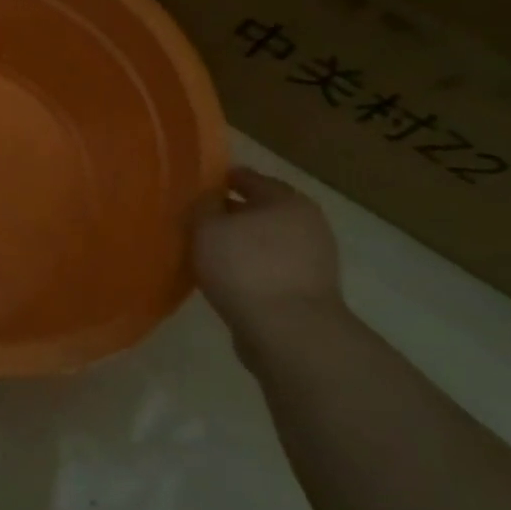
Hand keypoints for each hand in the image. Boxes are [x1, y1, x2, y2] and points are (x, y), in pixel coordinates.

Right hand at [193, 167, 343, 337]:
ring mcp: (313, 259)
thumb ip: (203, 206)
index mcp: (287, 200)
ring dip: (241, 243)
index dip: (222, 178)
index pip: (249, 178)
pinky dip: (250, 268)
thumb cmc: (245, 268)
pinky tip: (226, 277)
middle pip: (261, 210)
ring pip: (266, 241)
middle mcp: (307, 224)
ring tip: (209, 251)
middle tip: (199, 219)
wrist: (288, 331)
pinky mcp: (307, 290)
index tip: (198, 184)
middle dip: (232, 213)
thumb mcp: (207, 227)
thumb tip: (208, 198)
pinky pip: (270, 269)